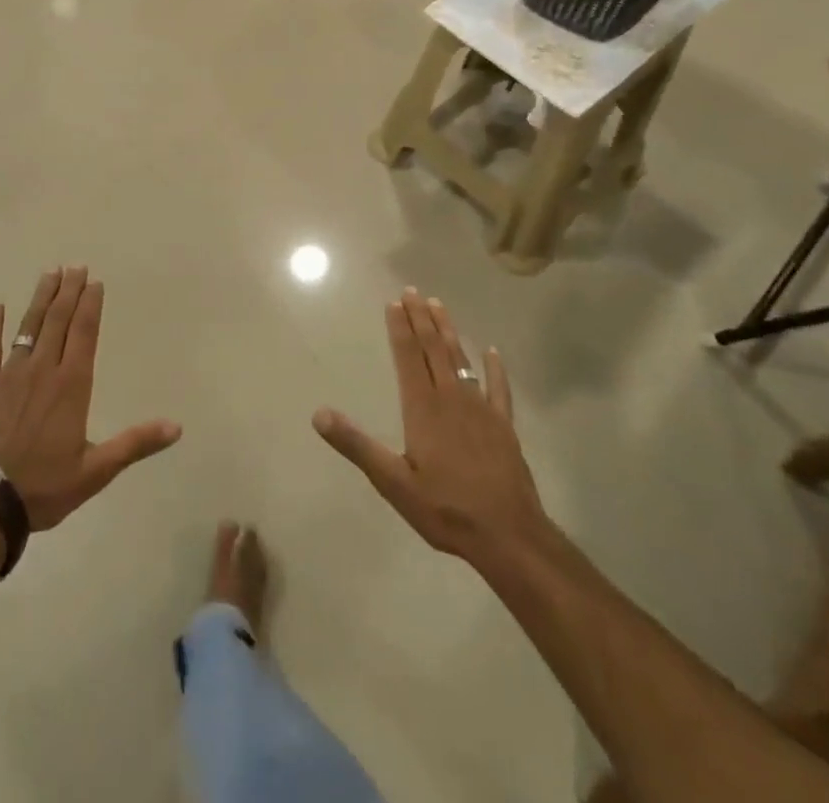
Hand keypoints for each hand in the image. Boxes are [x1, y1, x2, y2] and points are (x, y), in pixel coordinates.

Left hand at [0, 267, 180, 531]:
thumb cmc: (44, 486)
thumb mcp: (97, 470)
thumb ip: (135, 443)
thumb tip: (176, 426)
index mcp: (71, 385)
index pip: (84, 333)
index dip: (90, 306)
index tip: (94, 282)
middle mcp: (42, 369)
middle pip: (57, 321)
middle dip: (68, 292)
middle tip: (75, 266)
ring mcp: (10, 375)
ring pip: (28, 327)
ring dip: (39, 299)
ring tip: (49, 274)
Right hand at [314, 289, 548, 571]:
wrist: (509, 536)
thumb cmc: (446, 509)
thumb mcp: (393, 482)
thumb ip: (357, 445)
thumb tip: (319, 414)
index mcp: (423, 408)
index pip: (407, 357)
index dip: (400, 329)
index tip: (394, 303)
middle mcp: (451, 399)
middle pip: (433, 350)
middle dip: (421, 319)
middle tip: (413, 291)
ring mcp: (481, 410)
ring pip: (462, 360)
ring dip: (449, 332)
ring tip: (439, 306)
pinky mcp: (503, 427)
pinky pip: (498, 389)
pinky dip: (495, 369)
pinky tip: (493, 352)